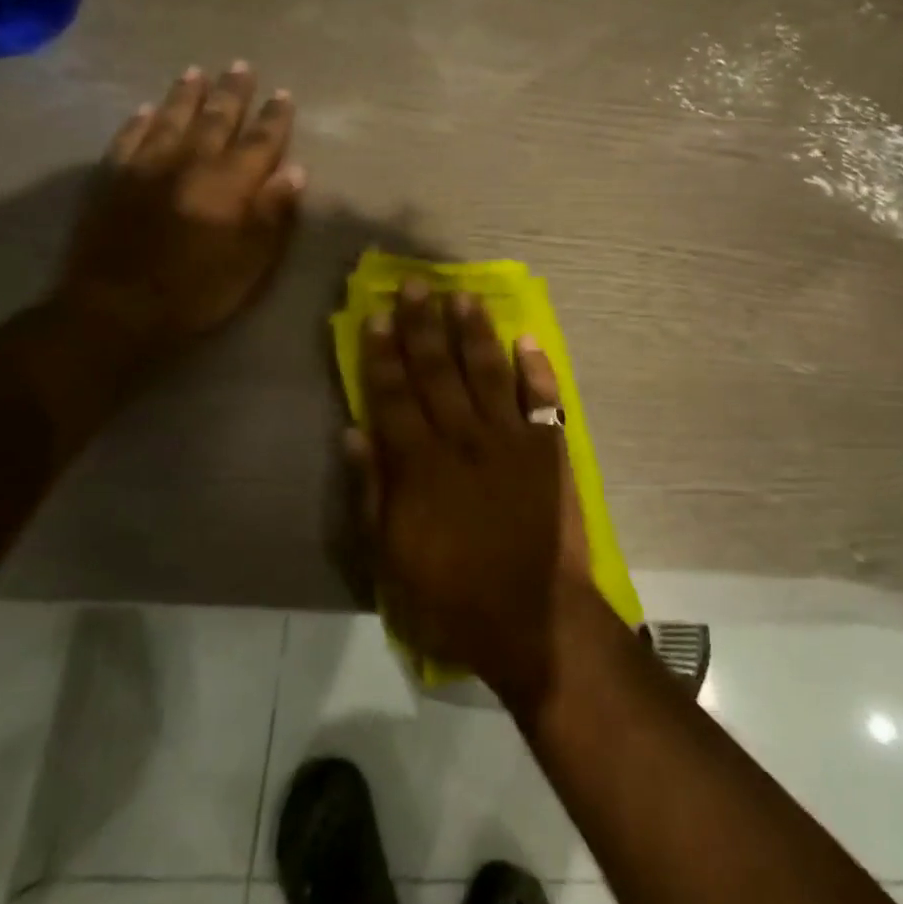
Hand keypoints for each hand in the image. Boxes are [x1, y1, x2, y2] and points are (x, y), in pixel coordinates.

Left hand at [56, 62, 304, 349]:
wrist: (117, 308)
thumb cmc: (197, 291)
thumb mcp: (251, 261)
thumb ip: (273, 213)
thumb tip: (295, 171)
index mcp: (229, 184)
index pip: (259, 142)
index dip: (274, 118)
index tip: (284, 94)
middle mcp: (189, 163)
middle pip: (216, 120)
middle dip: (232, 93)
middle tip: (242, 66)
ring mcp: (146, 166)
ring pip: (170, 119)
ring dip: (186, 95)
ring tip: (196, 73)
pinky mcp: (112, 178)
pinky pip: (128, 138)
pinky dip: (139, 121)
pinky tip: (145, 110)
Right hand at [351, 279, 592, 711]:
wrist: (533, 617)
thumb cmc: (452, 597)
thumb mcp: (392, 558)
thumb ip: (373, 492)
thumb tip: (354, 432)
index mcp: (421, 465)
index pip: (395, 396)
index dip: (383, 355)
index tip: (376, 316)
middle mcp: (464, 440)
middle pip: (439, 372)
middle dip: (424, 326)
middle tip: (416, 286)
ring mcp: (511, 441)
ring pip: (489, 373)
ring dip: (475, 333)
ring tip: (462, 298)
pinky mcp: (548, 450)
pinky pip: (543, 400)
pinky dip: (536, 369)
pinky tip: (527, 340)